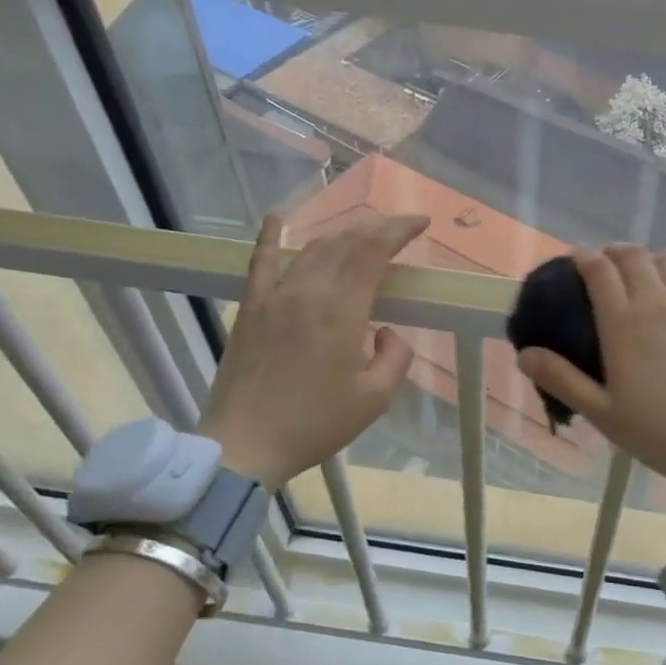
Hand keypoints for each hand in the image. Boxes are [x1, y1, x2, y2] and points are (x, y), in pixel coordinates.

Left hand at [198, 211, 429, 484]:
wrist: (244, 446)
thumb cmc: (314, 424)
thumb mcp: (374, 398)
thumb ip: (394, 356)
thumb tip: (384, 331)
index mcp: (342, 310)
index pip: (374, 250)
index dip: (399, 230)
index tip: (421, 223)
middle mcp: (308, 291)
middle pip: (346, 241)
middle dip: (376, 227)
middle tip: (398, 228)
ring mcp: (274, 296)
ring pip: (313, 249)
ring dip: (342, 234)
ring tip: (362, 232)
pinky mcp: (250, 308)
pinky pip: (261, 263)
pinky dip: (271, 237)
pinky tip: (276, 218)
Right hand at [516, 246, 665, 503]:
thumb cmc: (664, 433)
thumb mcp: (604, 414)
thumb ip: (563, 379)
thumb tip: (524, 354)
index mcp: (624, 323)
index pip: (599, 271)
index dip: (584, 258)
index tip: (576, 258)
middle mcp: (658, 301)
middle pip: (633, 257)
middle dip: (614, 253)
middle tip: (606, 265)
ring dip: (649, 262)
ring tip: (644, 276)